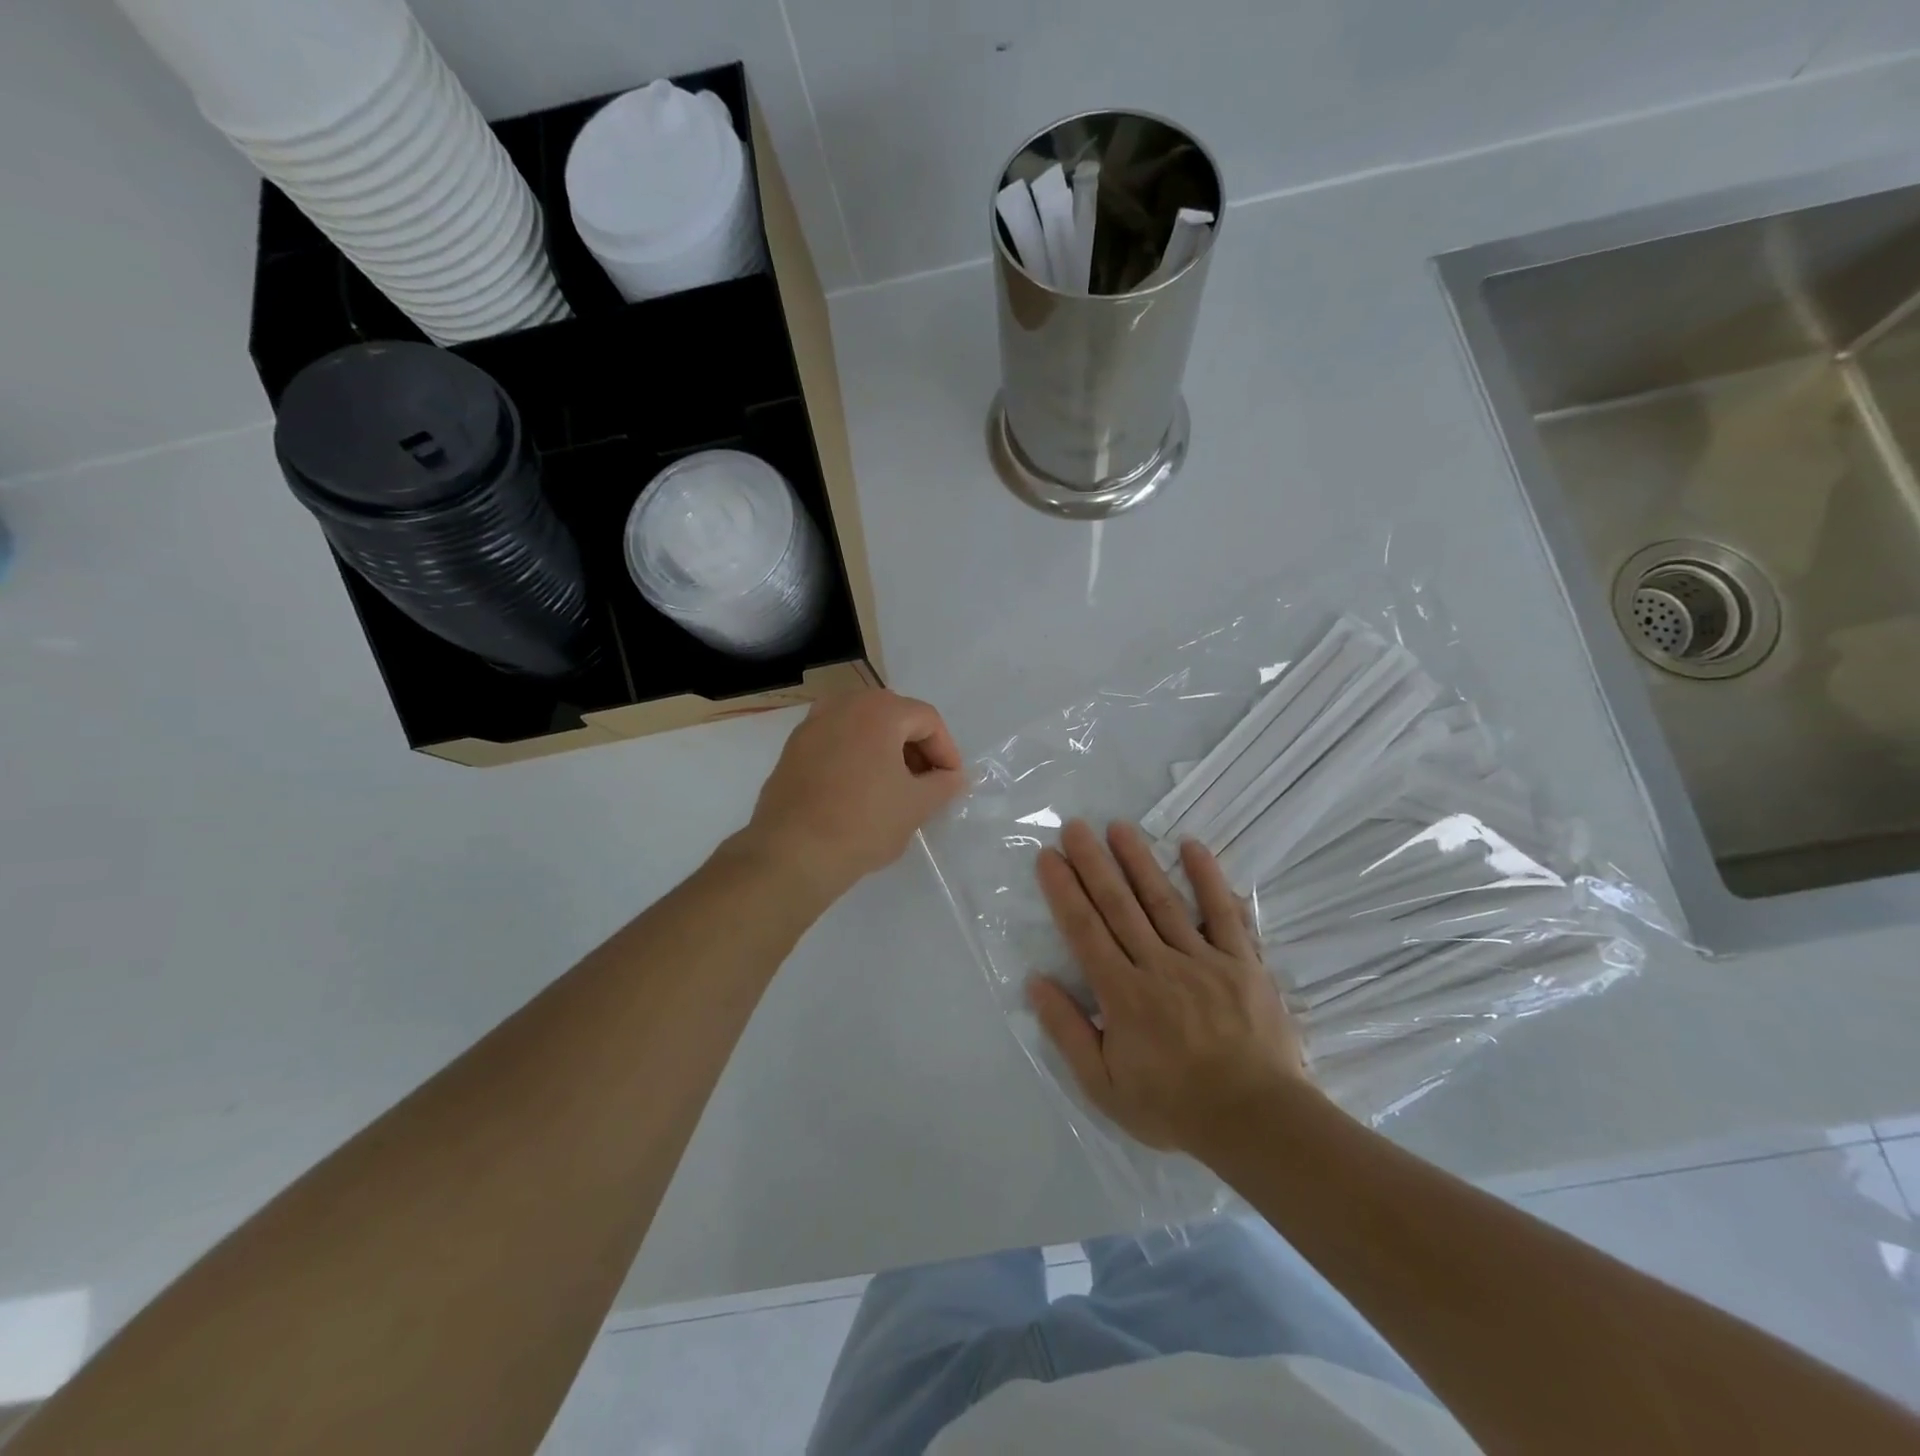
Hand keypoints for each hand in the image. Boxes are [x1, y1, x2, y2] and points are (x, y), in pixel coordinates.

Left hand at [746, 689, 964, 900]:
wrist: (793, 852)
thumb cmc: (864, 822)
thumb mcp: (916, 806)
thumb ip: (943, 784)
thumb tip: (952, 777)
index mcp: (878, 710)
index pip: (927, 719)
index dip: (946, 750)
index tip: (951, 782)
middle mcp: (843, 705)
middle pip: (894, 716)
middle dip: (915, 747)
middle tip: (925, 783)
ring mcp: (812, 724)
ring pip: (862, 727)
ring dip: (885, 751)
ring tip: (894, 788)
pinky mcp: (792, 749)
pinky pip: (836, 742)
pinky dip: (855, 757)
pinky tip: (859, 791)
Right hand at [1028, 820, 1311, 1154]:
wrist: (1256, 1121)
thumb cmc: (1173, 1106)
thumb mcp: (1104, 1086)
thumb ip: (1068, 1032)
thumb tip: (1036, 982)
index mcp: (1123, 994)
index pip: (1084, 930)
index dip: (1064, 891)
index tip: (1048, 857)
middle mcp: (1158, 965)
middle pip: (1118, 905)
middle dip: (1093, 863)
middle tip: (1075, 827)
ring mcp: (1203, 959)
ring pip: (1163, 900)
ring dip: (1138, 861)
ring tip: (1118, 827)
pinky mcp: (1241, 961)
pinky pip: (1223, 913)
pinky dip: (1208, 878)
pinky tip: (1192, 846)